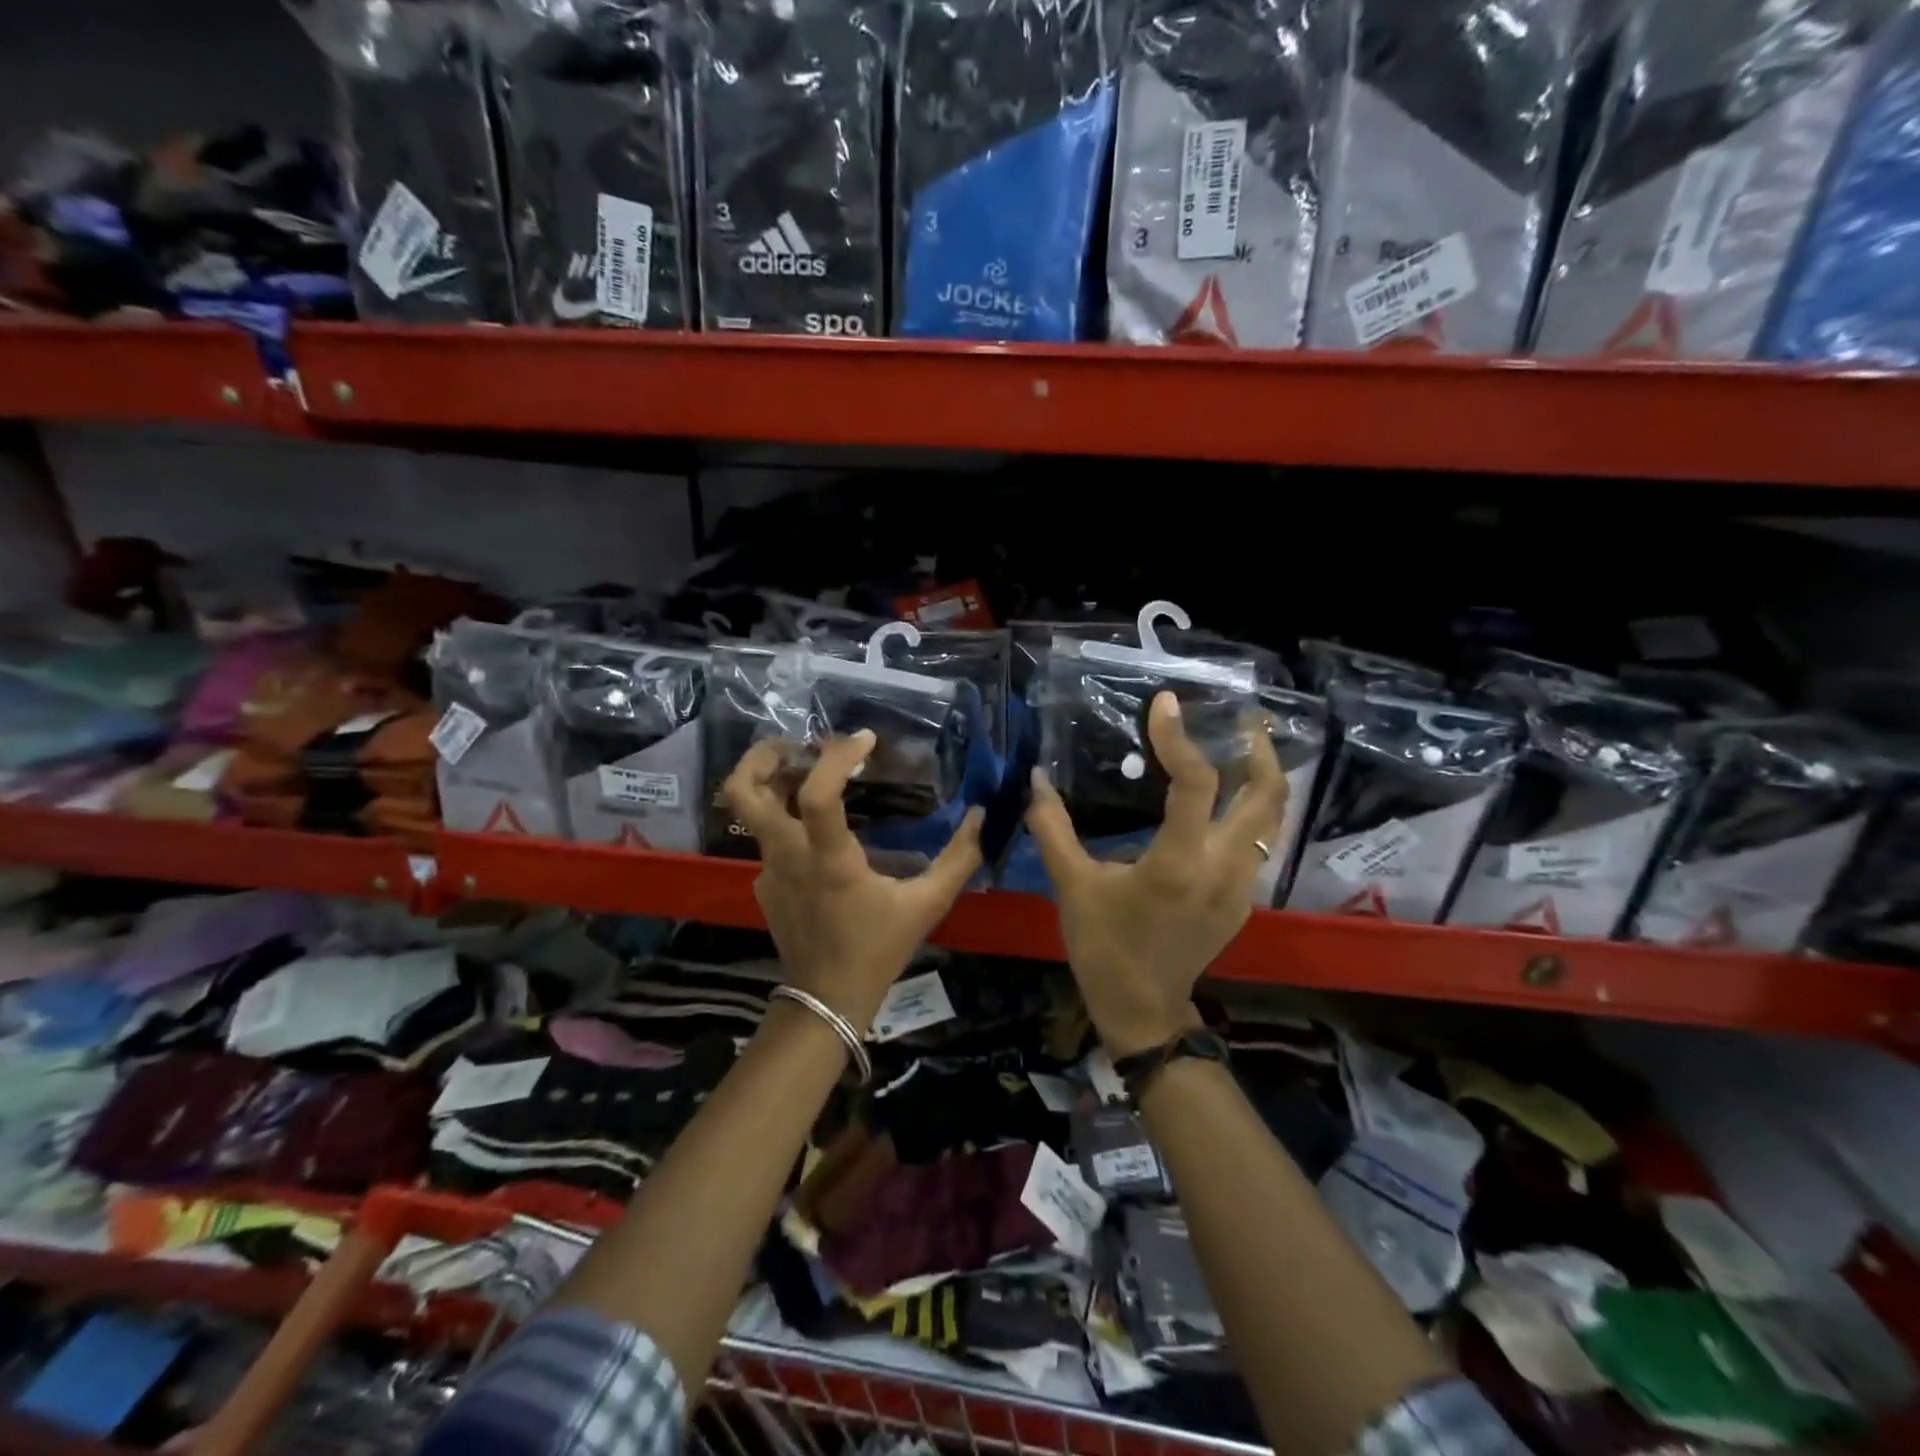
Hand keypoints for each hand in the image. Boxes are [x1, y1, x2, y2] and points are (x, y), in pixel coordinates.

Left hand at [723, 731, 984, 1028]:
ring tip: (807, 769)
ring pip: (748, 810)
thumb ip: (958, 859)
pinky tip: (817, 828)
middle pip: (743, 791)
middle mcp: (789, 858)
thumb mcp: (927, 905)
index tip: (866, 739)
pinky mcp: (763, 883)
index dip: (837, 757)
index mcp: (830, 861)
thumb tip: (981, 816)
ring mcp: (768, 870)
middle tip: (799, 743)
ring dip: (771, 780)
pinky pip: (767, 837)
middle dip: (762, 755)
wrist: (827, 1000)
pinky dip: (786, 816)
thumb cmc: (878, 949)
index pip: (816, 795)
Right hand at [1025, 693, 1285, 1057]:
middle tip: (1241, 717)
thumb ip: (1052, 828)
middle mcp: (1223, 869)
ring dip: (1261, 777)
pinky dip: (1249, 808)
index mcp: (1178, 863)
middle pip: (1267, 795)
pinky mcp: (1244, 899)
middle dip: (1260, 749)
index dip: (1180, 737)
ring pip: (1271, 818)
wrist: (1142, 1009)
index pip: (1195, 783)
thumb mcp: (1071, 885)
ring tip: (1238, 745)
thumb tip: (1036, 779)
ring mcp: (1242, 886)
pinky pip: (1258, 841)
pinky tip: (1223, 799)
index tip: (1165, 703)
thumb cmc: (1103, 946)